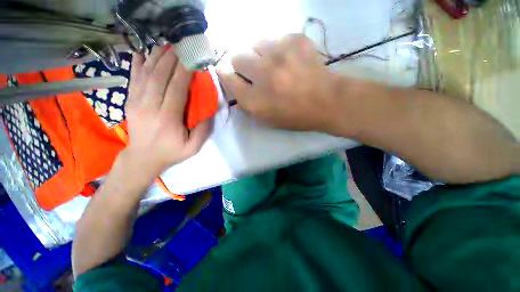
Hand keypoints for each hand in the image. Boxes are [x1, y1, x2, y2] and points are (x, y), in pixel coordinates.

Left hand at [123, 45, 211, 176]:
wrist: (142, 158)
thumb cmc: (171, 152)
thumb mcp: (193, 148)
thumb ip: (203, 130)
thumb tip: (210, 111)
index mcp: (167, 118)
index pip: (176, 89)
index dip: (184, 72)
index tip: (192, 58)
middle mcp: (150, 107)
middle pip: (160, 77)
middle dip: (171, 59)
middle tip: (181, 46)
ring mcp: (136, 102)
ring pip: (146, 74)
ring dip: (156, 58)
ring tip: (166, 45)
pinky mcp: (130, 101)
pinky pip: (133, 79)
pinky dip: (137, 64)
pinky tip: (142, 53)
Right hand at [219, 34, 341, 132]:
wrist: (326, 102)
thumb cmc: (294, 116)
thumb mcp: (266, 118)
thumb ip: (246, 103)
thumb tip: (235, 86)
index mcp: (254, 100)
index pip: (227, 76)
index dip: (226, 74)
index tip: (231, 74)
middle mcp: (262, 74)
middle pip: (236, 55)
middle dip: (241, 63)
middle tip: (254, 70)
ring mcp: (279, 54)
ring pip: (254, 43)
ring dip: (259, 54)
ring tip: (272, 64)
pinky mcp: (294, 40)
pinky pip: (275, 39)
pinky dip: (277, 49)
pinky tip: (288, 60)